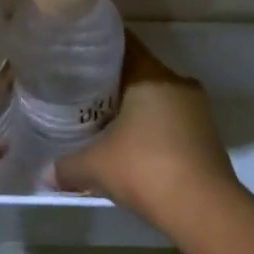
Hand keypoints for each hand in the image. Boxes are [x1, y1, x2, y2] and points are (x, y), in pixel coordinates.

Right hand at [54, 36, 242, 224]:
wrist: (203, 209)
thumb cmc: (145, 169)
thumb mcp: (95, 167)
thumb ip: (67, 165)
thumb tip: (46, 172)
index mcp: (152, 75)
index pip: (124, 44)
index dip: (99, 48)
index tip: (77, 55)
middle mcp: (178, 83)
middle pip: (140, 72)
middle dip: (112, 83)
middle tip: (82, 94)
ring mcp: (197, 110)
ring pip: (157, 99)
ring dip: (133, 110)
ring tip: (103, 123)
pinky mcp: (207, 137)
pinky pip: (171, 123)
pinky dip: (151, 131)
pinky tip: (131, 149)